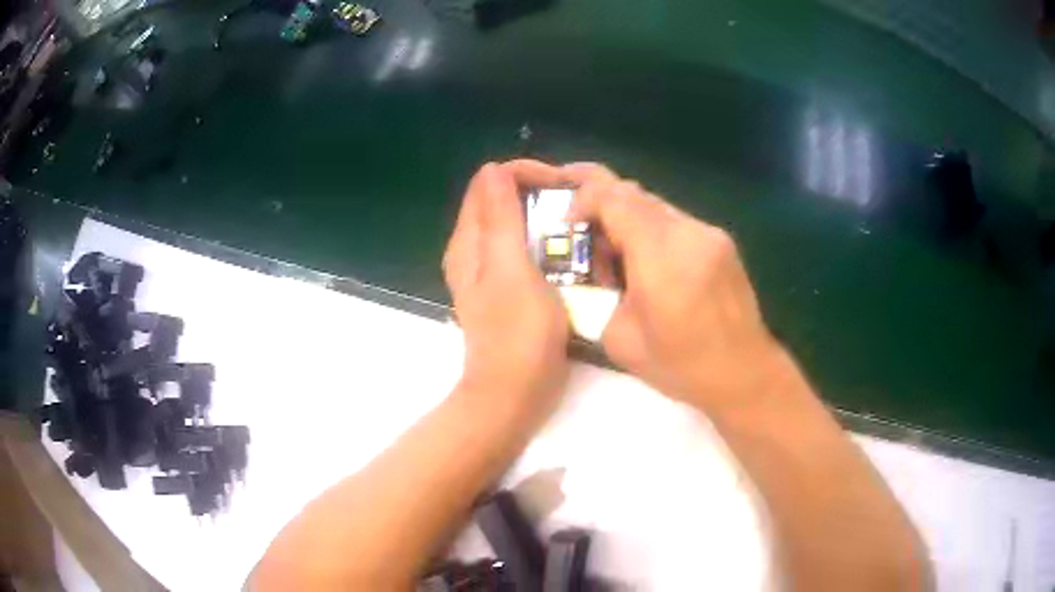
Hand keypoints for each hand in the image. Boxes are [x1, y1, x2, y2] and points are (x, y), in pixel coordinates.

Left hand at [444, 160, 569, 420]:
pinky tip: (569, 253)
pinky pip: (525, 251)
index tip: (561, 185)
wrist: (514, 394)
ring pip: (515, 225)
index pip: (489, 181)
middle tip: (576, 205)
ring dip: (544, 217)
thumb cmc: (517, 333)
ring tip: (579, 225)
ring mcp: (490, 272)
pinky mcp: (509, 290)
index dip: (523, 174)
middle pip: (501, 201)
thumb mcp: (510, 268)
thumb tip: (494, 169)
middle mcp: (474, 251)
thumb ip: (500, 218)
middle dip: (537, 193)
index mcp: (469, 241)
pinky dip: (545, 242)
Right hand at [564, 163, 783, 410]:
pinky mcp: (722, 242)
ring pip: (656, 205)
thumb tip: (590, 275)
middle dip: (602, 207)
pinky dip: (653, 232)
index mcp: (660, 255)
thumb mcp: (620, 340)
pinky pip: (677, 222)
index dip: (582, 200)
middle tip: (586, 239)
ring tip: (618, 257)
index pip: (613, 197)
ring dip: (629, 220)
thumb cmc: (682, 366)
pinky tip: (652, 267)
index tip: (568, 226)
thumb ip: (597, 296)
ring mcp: (709, 233)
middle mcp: (688, 231)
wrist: (745, 374)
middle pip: (634, 193)